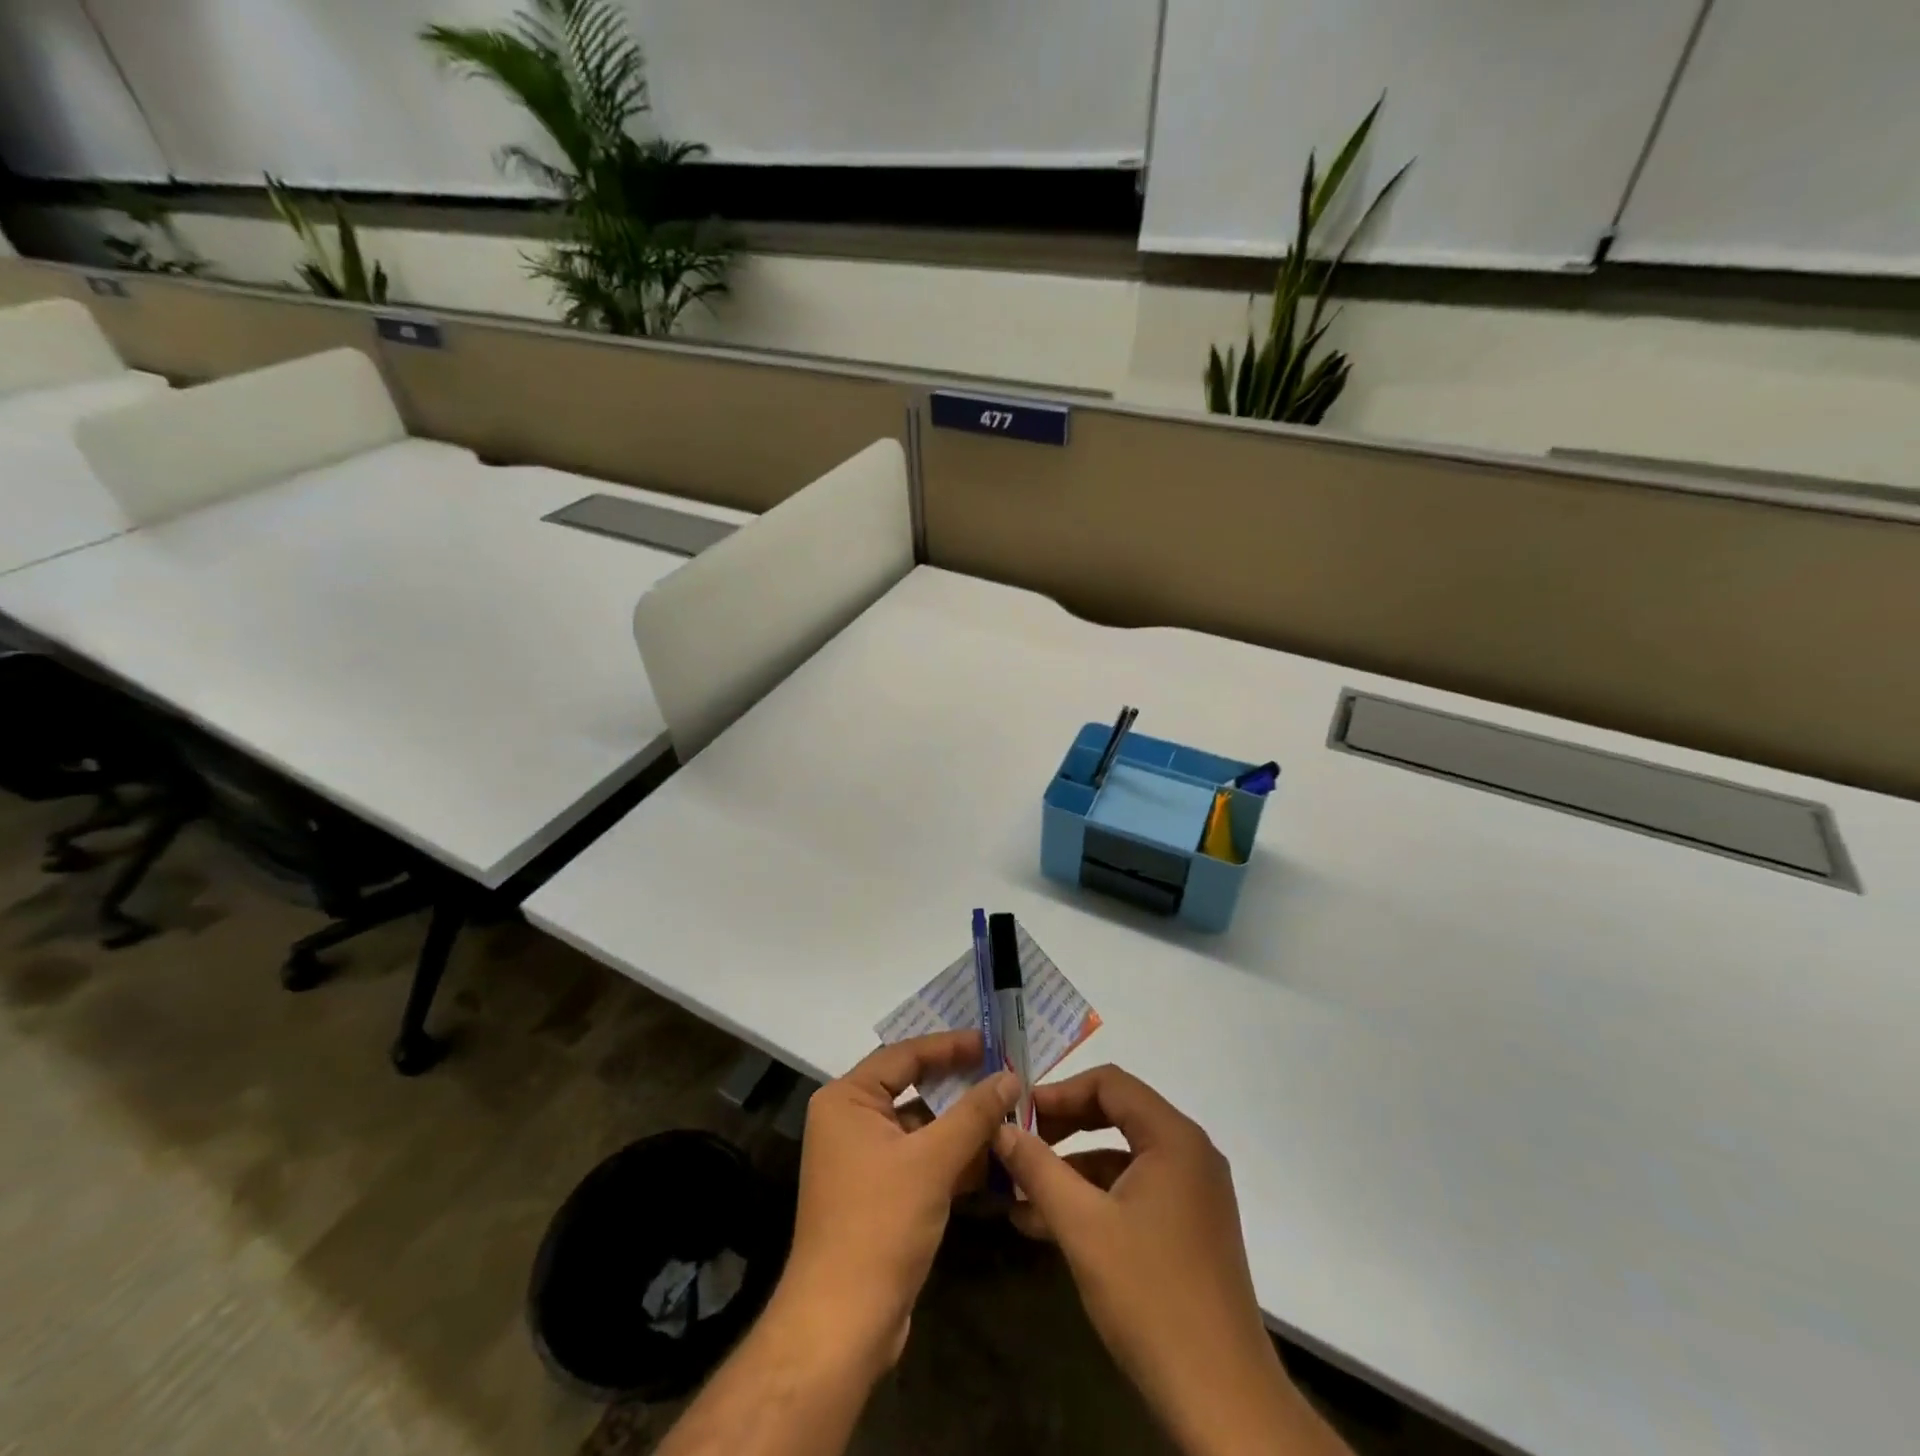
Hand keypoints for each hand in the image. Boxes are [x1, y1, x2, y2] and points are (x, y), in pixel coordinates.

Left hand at [777, 1031, 1017, 1377]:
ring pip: (920, 1126)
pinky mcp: (878, 1193)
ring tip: (1009, 1111)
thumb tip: (1011, 1075)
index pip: (904, 1055)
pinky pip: (920, 1158)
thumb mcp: (933, 1161)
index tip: (992, 1041)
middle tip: (1005, 1072)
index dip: (950, 1046)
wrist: (842, 1325)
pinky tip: (993, 1158)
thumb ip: (974, 1113)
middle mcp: (850, 1121)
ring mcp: (862, 1159)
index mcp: (847, 1100)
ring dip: (961, 1124)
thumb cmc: (880, 1224)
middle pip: (912, 1088)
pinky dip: (952, 1156)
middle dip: (959, 1084)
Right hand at [995, 1066, 1348, 1455]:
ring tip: (1020, 1193)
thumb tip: (1001, 1129)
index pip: (1110, 1084)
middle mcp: (1190, 1154)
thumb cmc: (1150, 1296)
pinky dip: (1094, 1199)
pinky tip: (1049, 1226)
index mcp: (1174, 1138)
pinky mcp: (1189, 1228)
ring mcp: (1193, 1193)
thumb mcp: (1082, 1226)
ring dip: (1072, 1170)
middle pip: (1117, 1115)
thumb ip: (1038, 1169)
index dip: (1060, 1091)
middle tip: (1018, 1144)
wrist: (1222, 1401)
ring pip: (1122, 1158)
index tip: (1020, 1113)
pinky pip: (1134, 1192)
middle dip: (1063, 1128)